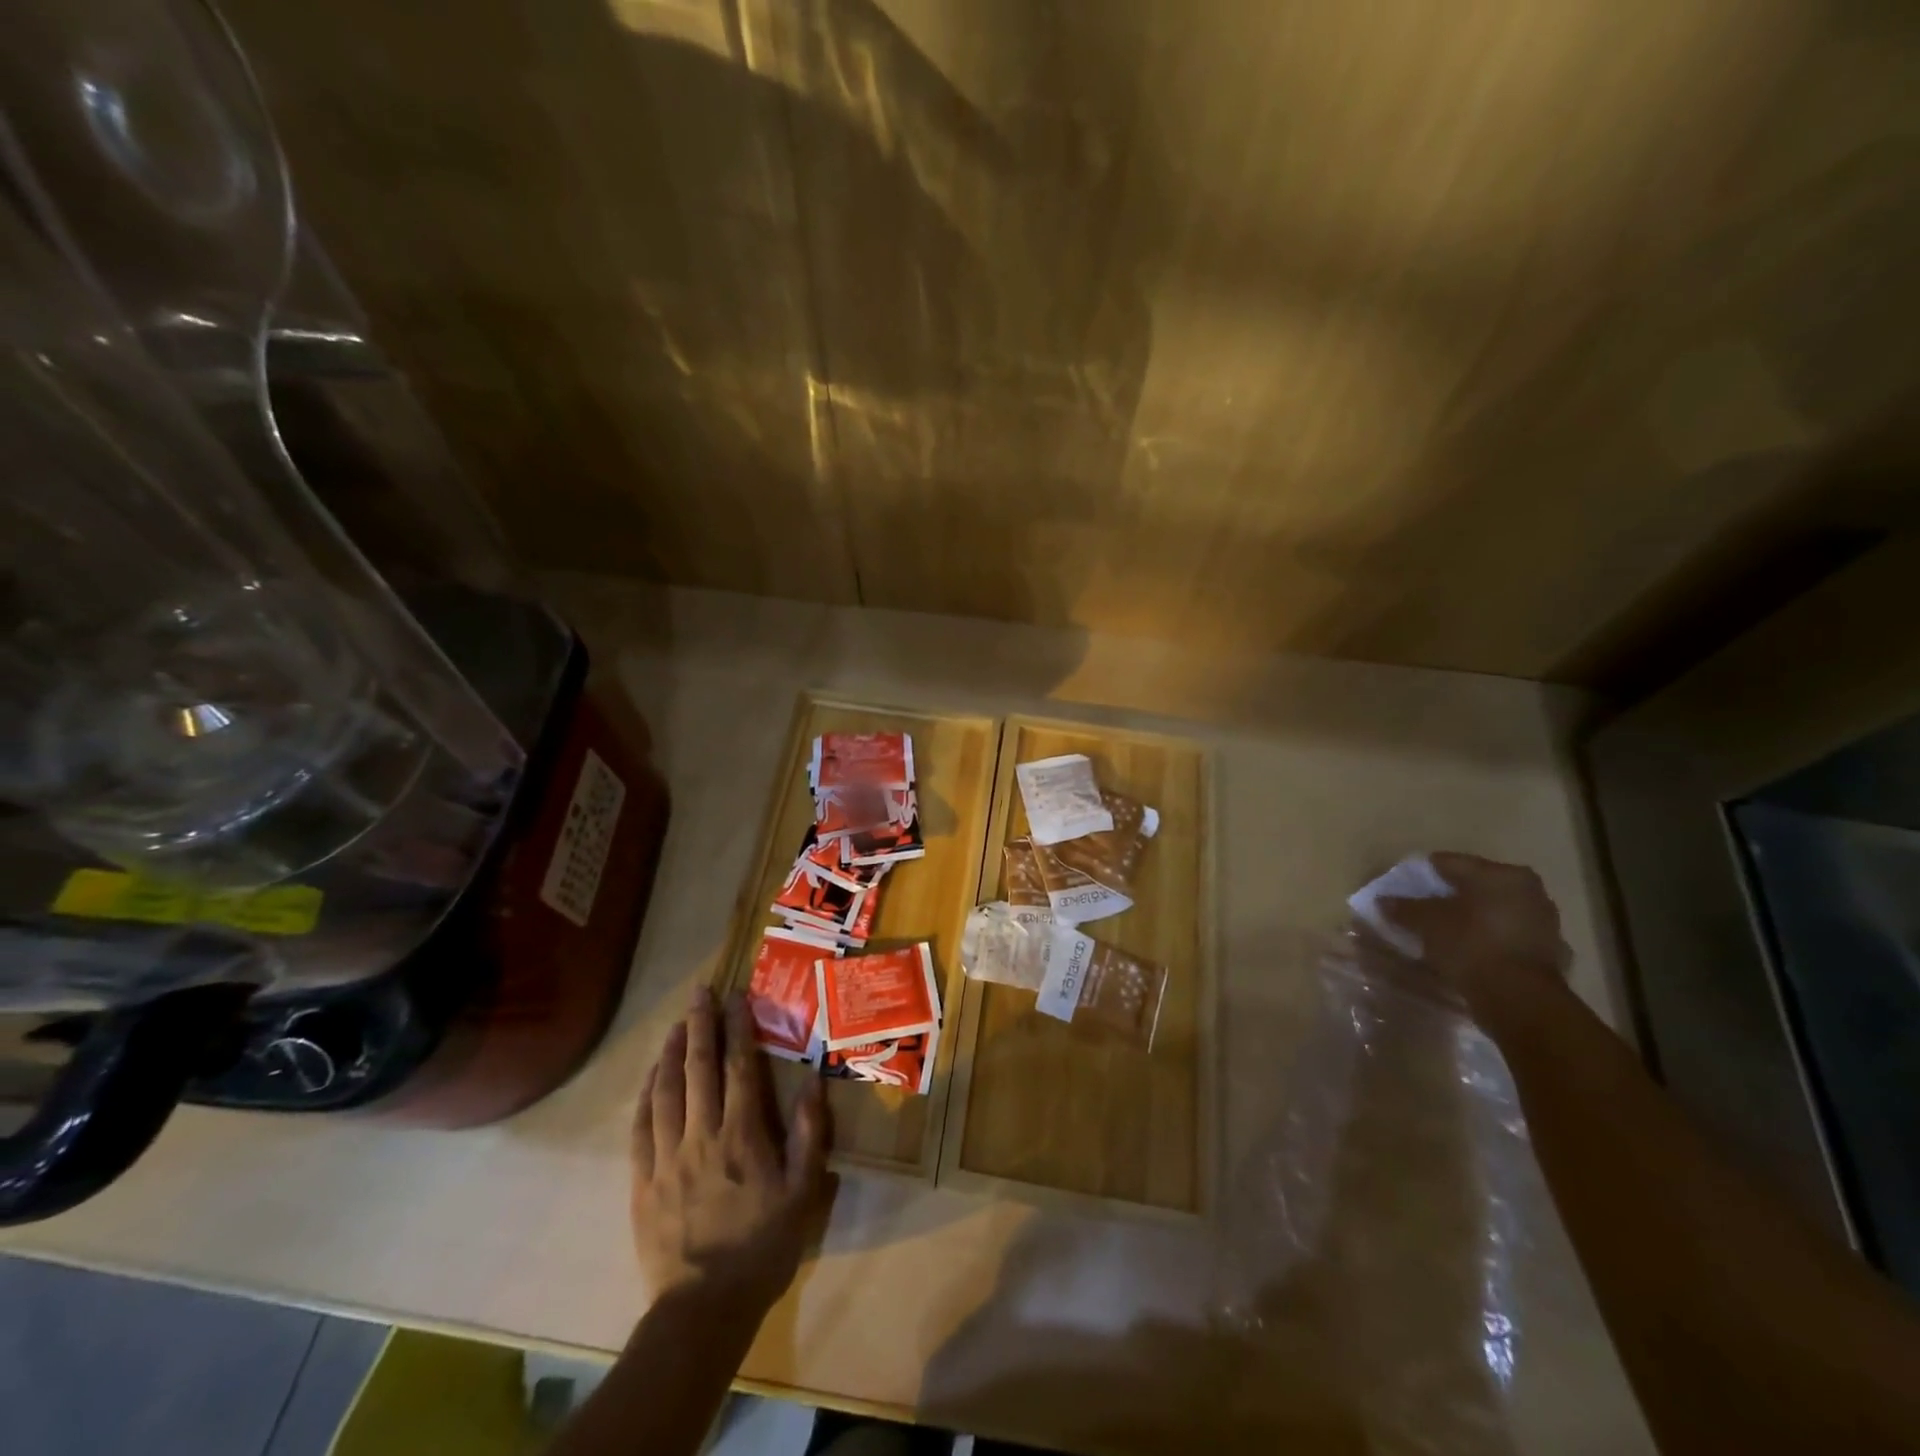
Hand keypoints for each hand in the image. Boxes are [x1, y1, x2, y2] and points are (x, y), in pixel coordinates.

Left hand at [631, 986, 831, 1314]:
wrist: (702, 1309)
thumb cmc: (761, 1247)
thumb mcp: (802, 1194)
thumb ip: (808, 1135)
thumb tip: (813, 1082)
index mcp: (742, 1135)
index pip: (740, 1067)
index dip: (738, 1028)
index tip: (736, 997)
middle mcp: (702, 1135)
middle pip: (699, 1068)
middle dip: (700, 1025)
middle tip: (700, 992)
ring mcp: (667, 1157)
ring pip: (666, 1091)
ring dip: (670, 1052)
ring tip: (676, 1024)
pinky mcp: (643, 1181)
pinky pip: (641, 1127)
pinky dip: (646, 1095)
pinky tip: (650, 1078)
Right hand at [1379, 852, 1569, 1003]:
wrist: (1520, 999)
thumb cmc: (1471, 945)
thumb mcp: (1427, 922)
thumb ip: (1404, 907)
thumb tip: (1383, 900)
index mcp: (1501, 874)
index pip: (1450, 864)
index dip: (1422, 874)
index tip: (1403, 887)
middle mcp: (1529, 890)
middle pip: (1475, 887)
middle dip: (1449, 897)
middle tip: (1422, 910)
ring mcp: (1544, 923)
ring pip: (1494, 912)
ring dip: (1471, 919)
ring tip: (1443, 933)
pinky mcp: (1549, 952)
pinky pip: (1507, 937)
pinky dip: (1488, 940)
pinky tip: (1469, 952)